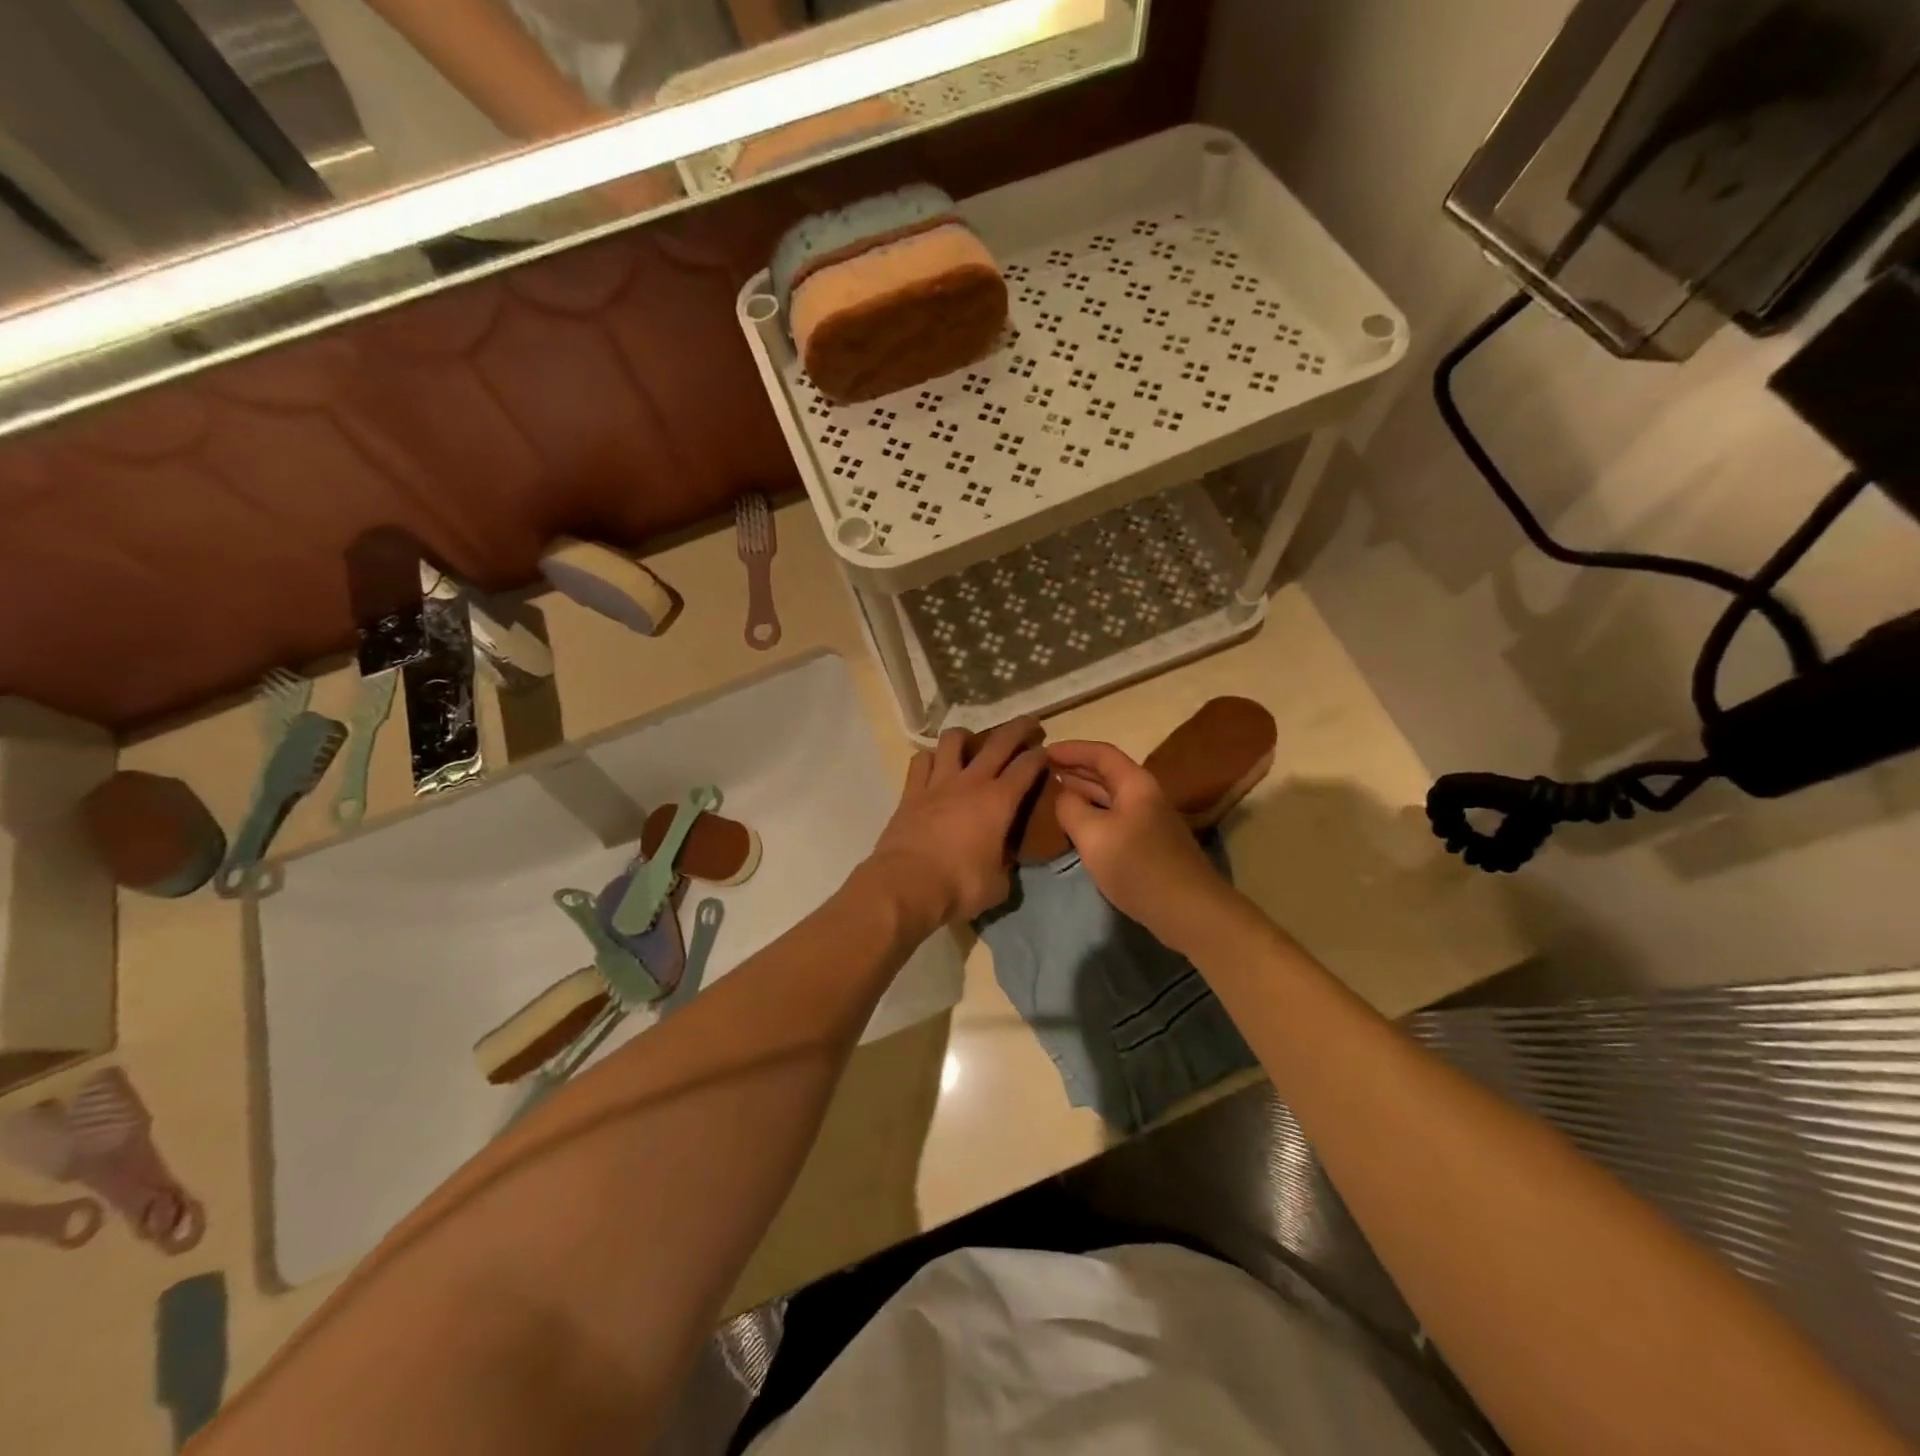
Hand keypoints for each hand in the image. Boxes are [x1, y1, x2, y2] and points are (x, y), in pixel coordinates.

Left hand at [867, 719, 1048, 926]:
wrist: (906, 886)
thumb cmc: (959, 886)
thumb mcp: (998, 883)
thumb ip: (1005, 863)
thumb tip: (1004, 858)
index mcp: (999, 801)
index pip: (1026, 767)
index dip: (1040, 756)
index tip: (1046, 752)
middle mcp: (971, 783)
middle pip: (998, 743)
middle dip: (1018, 729)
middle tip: (1028, 724)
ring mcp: (937, 783)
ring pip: (953, 740)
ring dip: (966, 737)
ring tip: (971, 743)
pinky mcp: (911, 792)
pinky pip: (921, 761)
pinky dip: (931, 758)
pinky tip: (935, 765)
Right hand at [1048, 740, 1233, 948]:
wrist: (1187, 909)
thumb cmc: (1137, 865)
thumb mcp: (1092, 834)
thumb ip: (1070, 808)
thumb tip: (1063, 796)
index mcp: (1134, 783)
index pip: (1100, 753)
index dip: (1071, 749)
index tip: (1042, 751)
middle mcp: (1143, 796)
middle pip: (1106, 773)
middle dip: (1073, 769)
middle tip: (1040, 771)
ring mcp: (1147, 821)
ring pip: (1108, 797)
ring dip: (1081, 792)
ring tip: (1050, 793)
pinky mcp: (1146, 845)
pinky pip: (1112, 818)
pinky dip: (1090, 814)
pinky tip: (1074, 826)